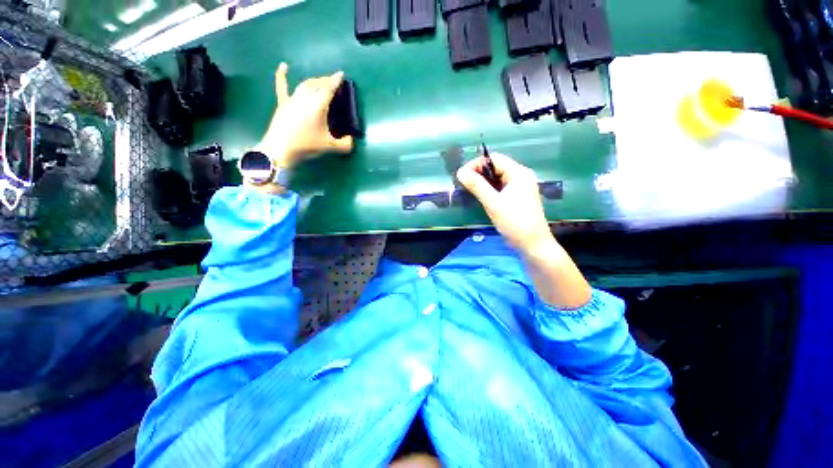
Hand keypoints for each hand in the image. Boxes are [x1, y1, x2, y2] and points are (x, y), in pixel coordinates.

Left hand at [253, 63, 353, 168]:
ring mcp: (292, 99)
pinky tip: (283, 66)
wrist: (281, 149)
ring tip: (320, 81)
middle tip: (333, 80)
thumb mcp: (330, 146)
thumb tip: (352, 140)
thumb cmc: (307, 145)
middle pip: (317, 84)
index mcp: (318, 105)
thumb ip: (345, 144)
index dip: (336, 81)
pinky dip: (282, 75)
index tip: (340, 74)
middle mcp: (306, 98)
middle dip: (326, 80)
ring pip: (305, 85)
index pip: (329, 89)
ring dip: (314, 81)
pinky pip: (282, 86)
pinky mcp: (283, 103)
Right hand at [456, 153, 552, 252]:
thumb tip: (460, 172)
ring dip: (482, 182)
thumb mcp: (493, 203)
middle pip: (496, 167)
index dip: (476, 164)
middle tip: (463, 183)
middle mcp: (521, 176)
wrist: (532, 244)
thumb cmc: (514, 222)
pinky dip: (489, 189)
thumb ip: (477, 186)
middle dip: (478, 173)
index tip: (462, 175)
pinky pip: (500, 187)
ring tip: (469, 189)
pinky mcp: (517, 197)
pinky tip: (480, 196)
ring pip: (497, 178)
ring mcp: (520, 187)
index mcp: (519, 173)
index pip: (494, 159)